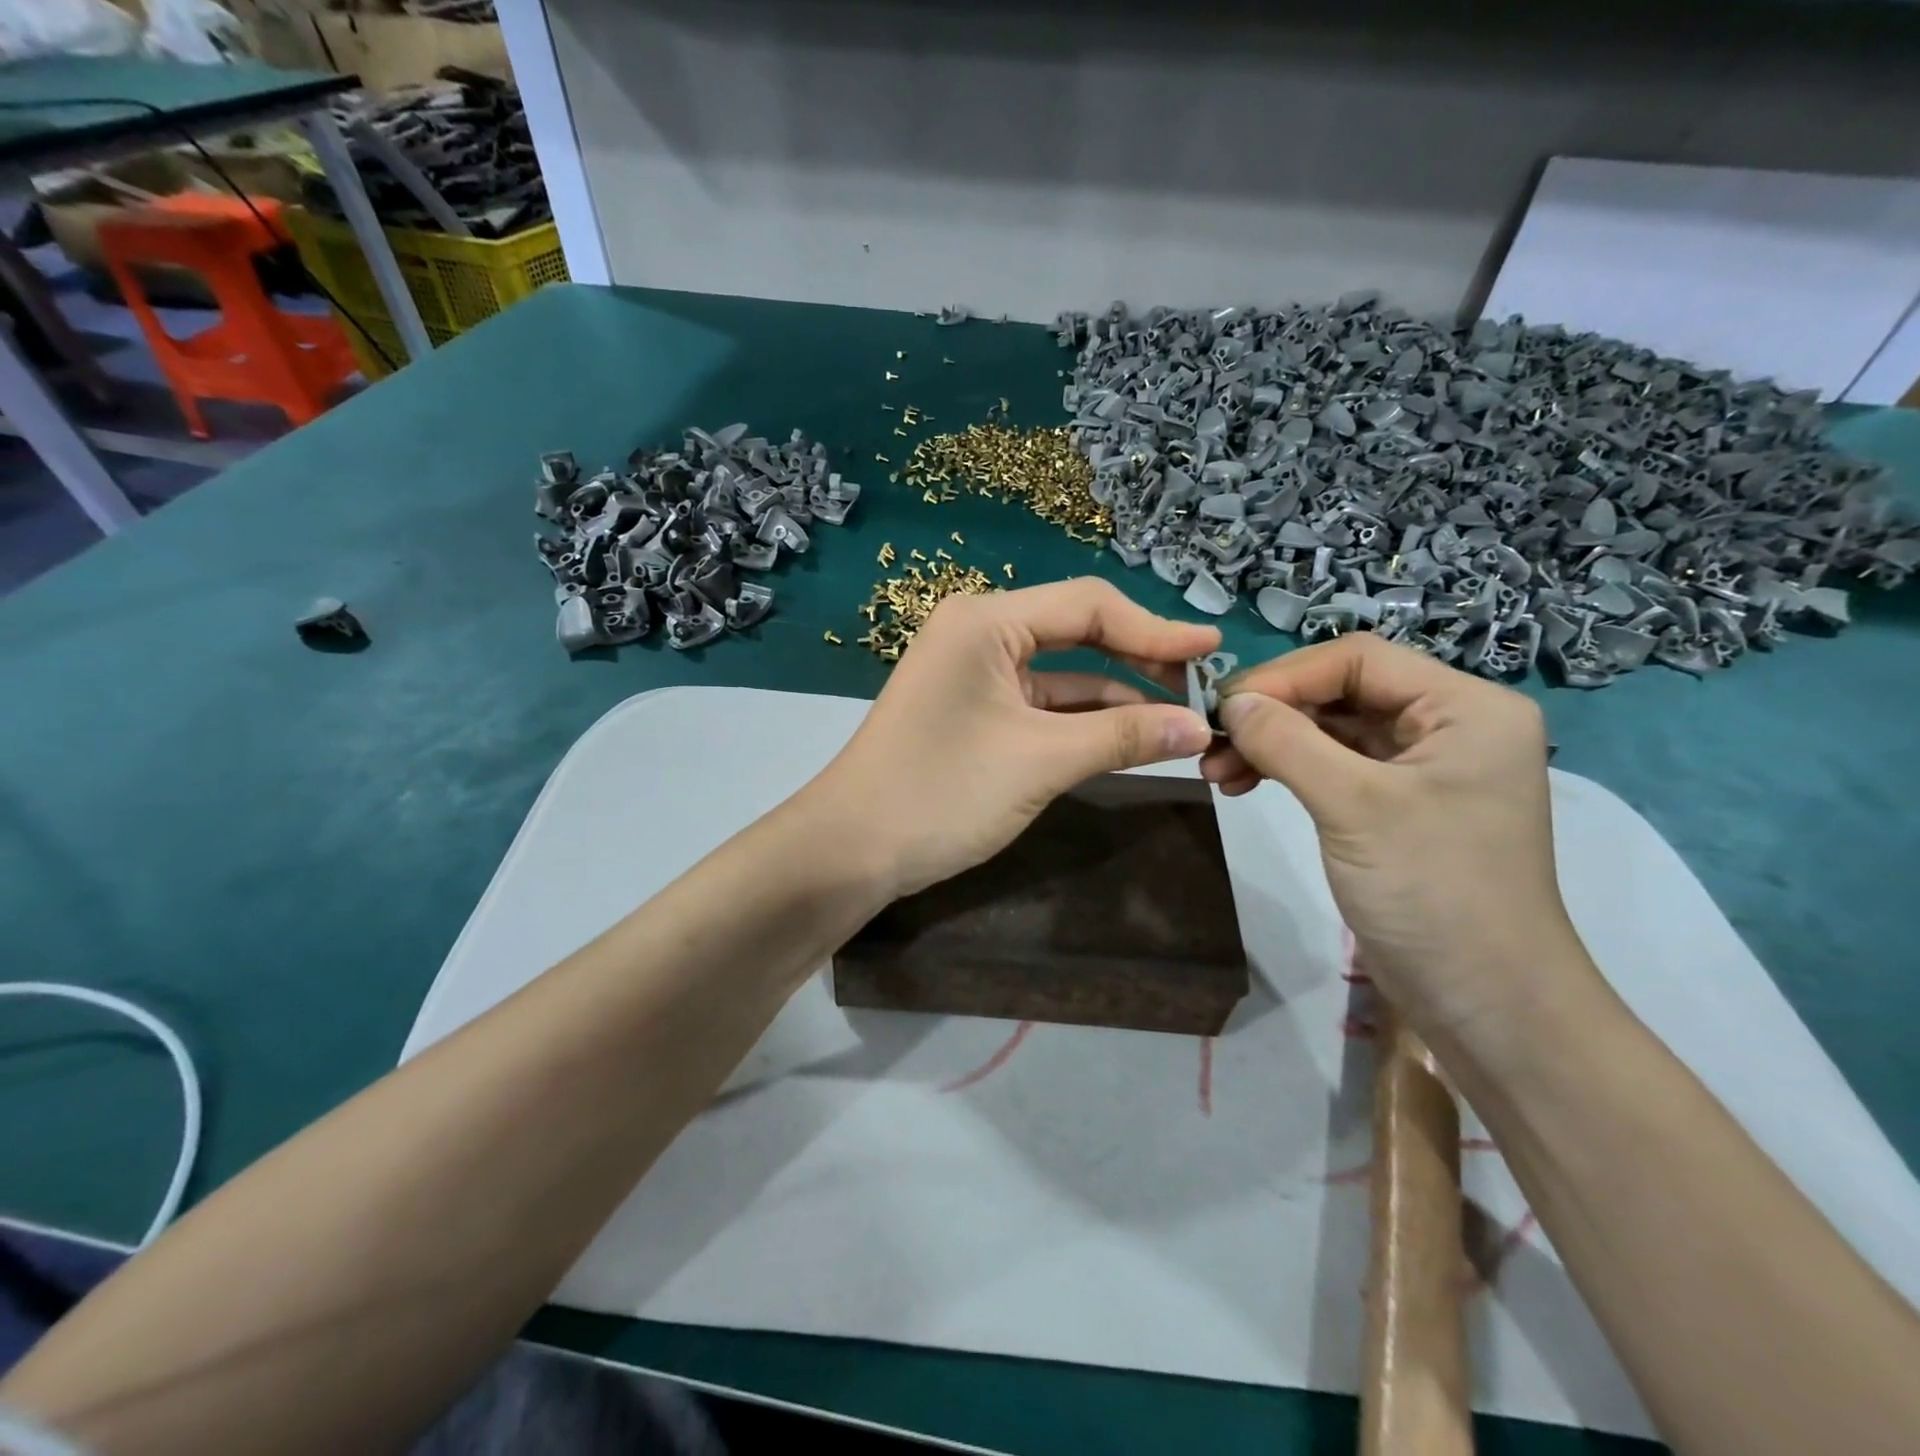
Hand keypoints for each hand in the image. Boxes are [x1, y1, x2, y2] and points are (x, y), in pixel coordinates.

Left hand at [806, 579, 1217, 900]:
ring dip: (1117, 699)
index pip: (1089, 606)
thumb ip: (1124, 737)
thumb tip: (1200, 727)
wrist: (852, 849)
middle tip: (1201, 690)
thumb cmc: (942, 792)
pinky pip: (1043, 706)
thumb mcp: (1041, 760)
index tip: (1214, 651)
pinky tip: (1133, 740)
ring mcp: (976, 675)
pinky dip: (1085, 723)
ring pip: (1064, 676)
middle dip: (1140, 662)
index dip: (1156, 628)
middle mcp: (980, 633)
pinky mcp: (976, 713)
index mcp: (986, 620)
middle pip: (1078, 634)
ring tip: (1181, 721)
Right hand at [1200, 634, 1596, 1042]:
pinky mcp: (1397, 805)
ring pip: (1331, 730)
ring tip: (1218, 773)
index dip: (1284, 676)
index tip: (1221, 708)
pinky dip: (1287, 770)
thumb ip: (1287, 743)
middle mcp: (1448, 725)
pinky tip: (1245, 785)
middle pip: (1341, 691)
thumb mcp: (1355, 807)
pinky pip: (1333, 766)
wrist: (1486, 1003)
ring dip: (1271, 743)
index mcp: (1465, 708)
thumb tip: (1228, 703)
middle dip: (1272, 714)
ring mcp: (1422, 767)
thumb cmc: (1434, 893)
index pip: (1358, 660)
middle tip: (1211, 745)